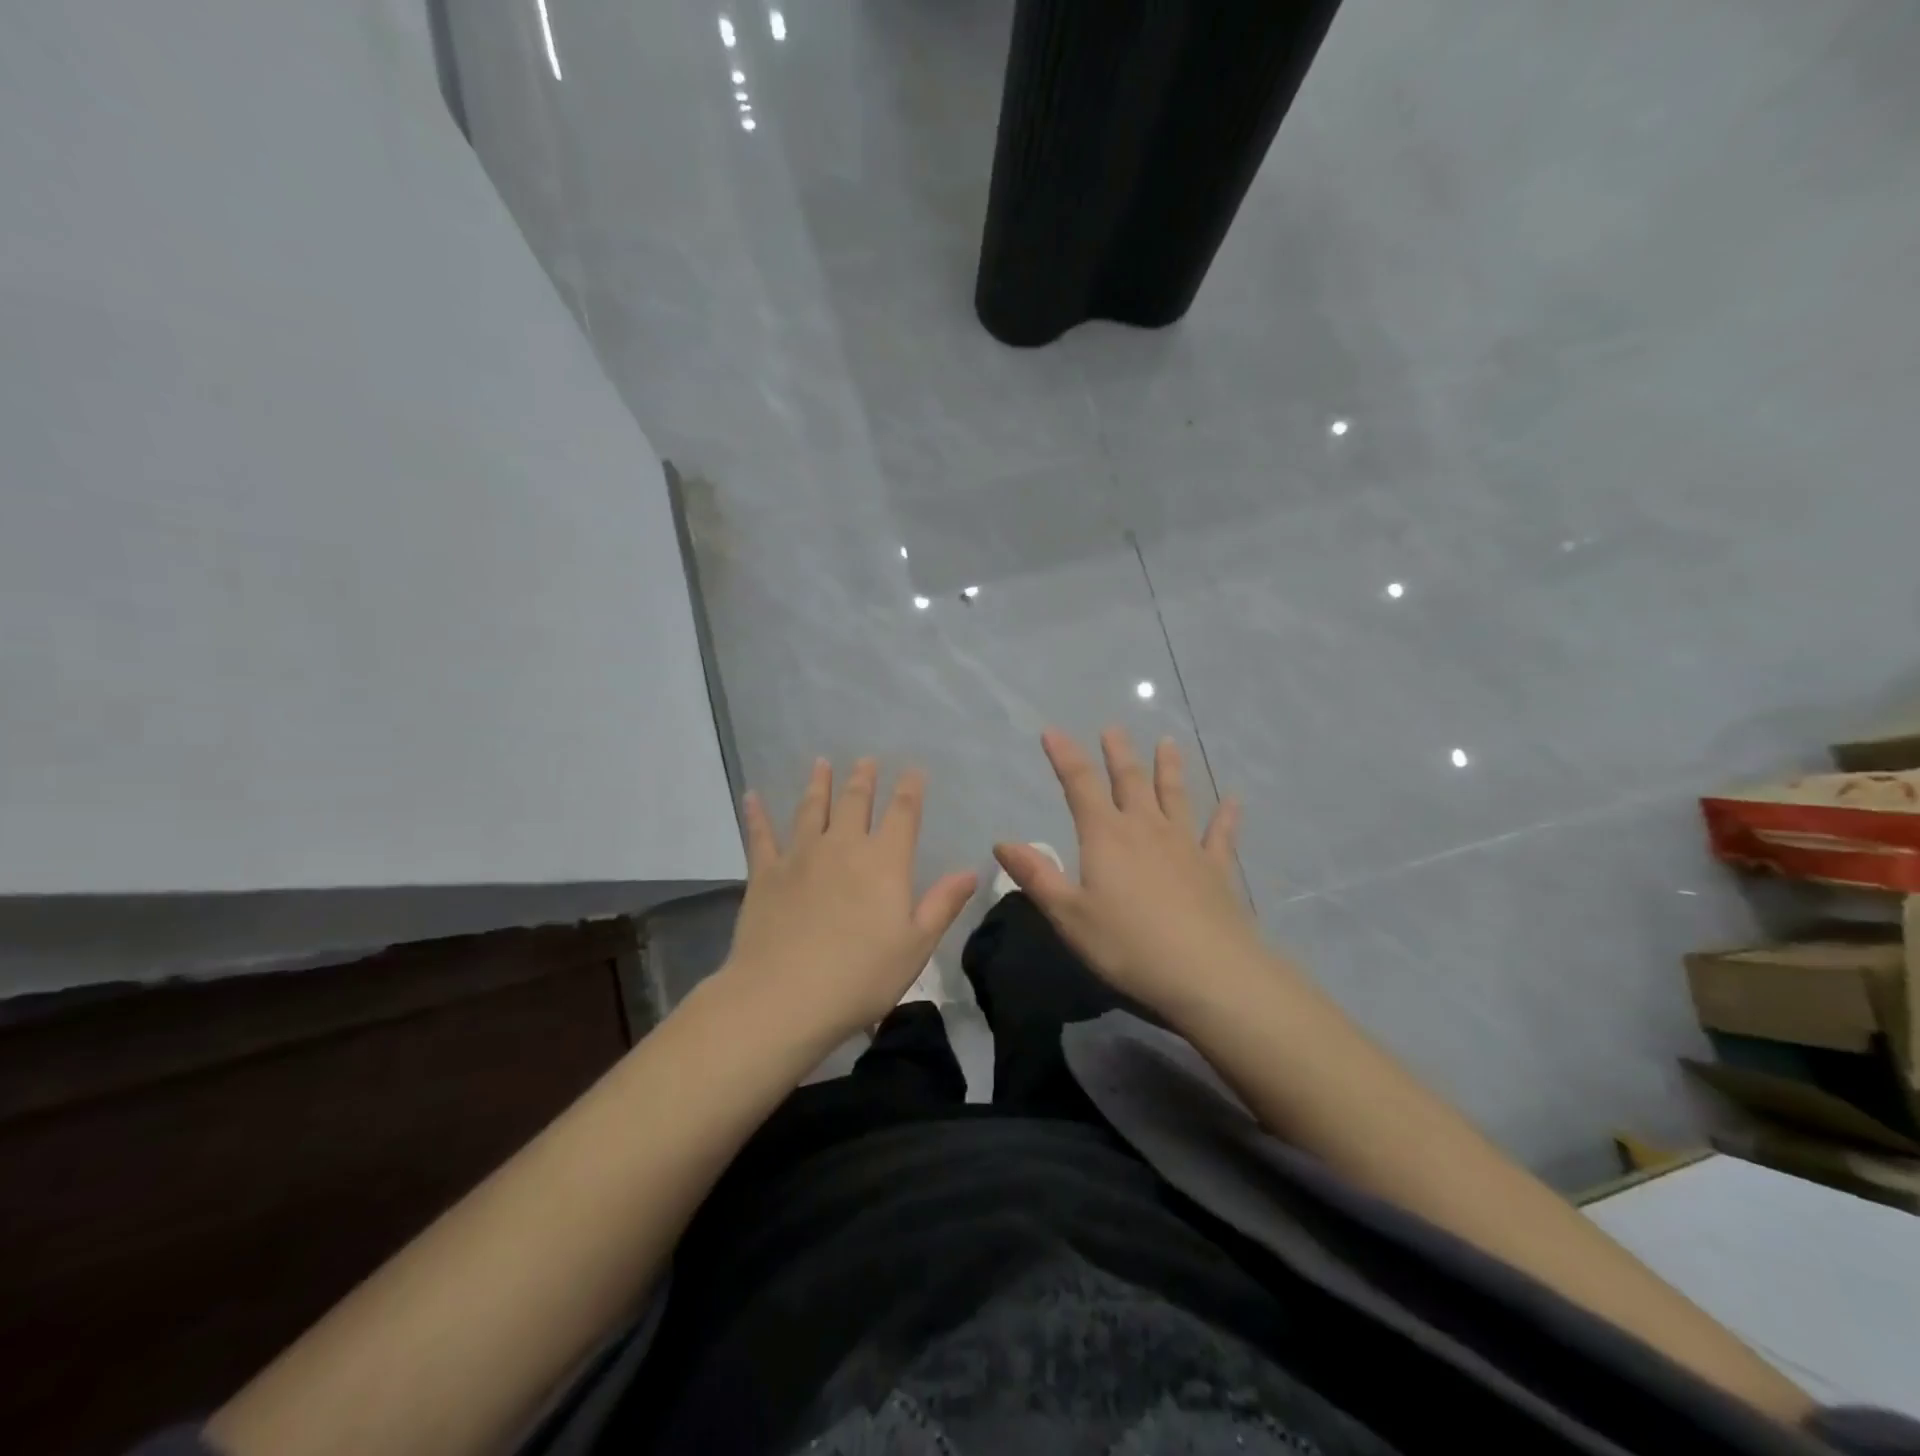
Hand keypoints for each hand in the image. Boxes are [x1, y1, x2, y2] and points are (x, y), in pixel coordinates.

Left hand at [722, 757, 978, 1043]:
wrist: (784, 997)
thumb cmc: (861, 977)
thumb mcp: (916, 945)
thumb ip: (942, 904)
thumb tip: (971, 870)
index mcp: (884, 862)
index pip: (902, 814)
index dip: (910, 789)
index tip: (913, 770)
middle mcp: (843, 847)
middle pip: (856, 803)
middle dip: (863, 779)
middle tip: (865, 760)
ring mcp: (800, 857)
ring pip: (811, 810)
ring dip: (818, 784)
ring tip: (820, 763)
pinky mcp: (765, 874)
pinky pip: (761, 836)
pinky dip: (756, 814)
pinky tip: (752, 796)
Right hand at [993, 727, 1264, 1019]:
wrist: (1209, 973)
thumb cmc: (1128, 945)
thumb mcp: (1069, 915)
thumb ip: (1037, 876)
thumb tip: (1002, 842)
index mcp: (1106, 836)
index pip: (1080, 785)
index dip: (1064, 756)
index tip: (1052, 731)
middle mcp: (1146, 829)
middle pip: (1130, 781)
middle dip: (1118, 753)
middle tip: (1113, 728)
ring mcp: (1186, 845)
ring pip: (1175, 796)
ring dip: (1169, 768)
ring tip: (1168, 743)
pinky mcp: (1216, 868)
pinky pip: (1221, 834)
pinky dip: (1226, 815)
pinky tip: (1234, 800)